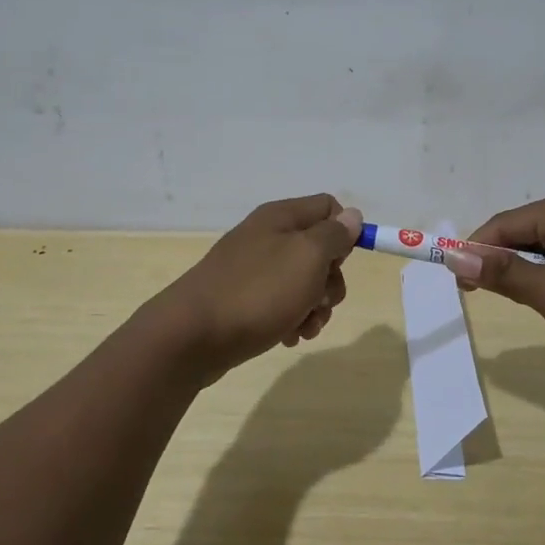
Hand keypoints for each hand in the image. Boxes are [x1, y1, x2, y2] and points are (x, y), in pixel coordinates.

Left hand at [150, 194, 362, 377]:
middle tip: (321, 301)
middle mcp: (267, 237)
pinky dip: (292, 320)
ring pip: (303, 282)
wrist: (193, 336)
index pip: (328, 207)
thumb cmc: (258, 292)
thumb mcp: (307, 257)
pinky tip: (288, 337)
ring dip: (314, 307)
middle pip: (320, 250)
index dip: (344, 233)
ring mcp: (253, 270)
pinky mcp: (244, 300)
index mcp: (281, 217)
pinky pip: (281, 304)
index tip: (340, 262)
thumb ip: (334, 235)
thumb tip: (351, 217)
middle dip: (330, 281)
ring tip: (304, 328)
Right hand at [461, 187, 544, 362]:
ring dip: (526, 273)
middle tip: (481, 296)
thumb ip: (503, 273)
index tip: (456, 283)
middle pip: (523, 232)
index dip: (474, 251)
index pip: (503, 224)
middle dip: (500, 262)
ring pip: (544, 249)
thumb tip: (454, 258)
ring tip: (524, 302)